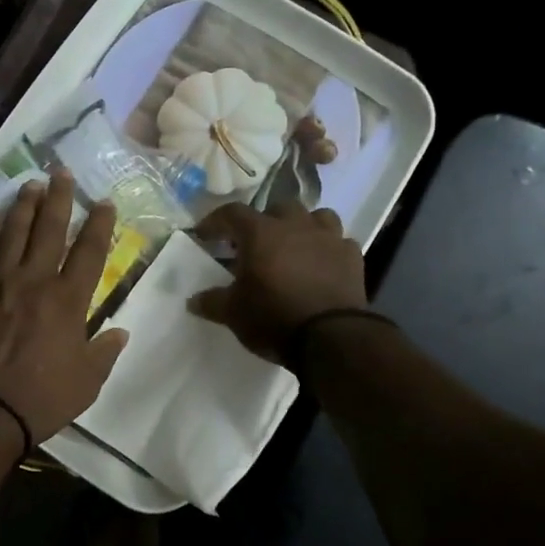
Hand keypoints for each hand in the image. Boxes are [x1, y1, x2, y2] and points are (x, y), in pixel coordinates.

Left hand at [0, 173, 129, 442]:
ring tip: (31, 185)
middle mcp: (33, 280)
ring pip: (12, 232)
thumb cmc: (41, 399)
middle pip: (49, 229)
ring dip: (24, 205)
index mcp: (68, 301)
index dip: (99, 224)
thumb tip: (120, 332)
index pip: (90, 251)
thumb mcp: (87, 382)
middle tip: (62, 172)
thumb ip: (105, 352)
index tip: (104, 203)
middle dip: (59, 198)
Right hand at [189, 202, 366, 363]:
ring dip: (302, 226)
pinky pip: (339, 242)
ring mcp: (328, 238)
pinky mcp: (352, 256)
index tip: (204, 234)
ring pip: (316, 216)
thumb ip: (212, 301)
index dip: (216, 221)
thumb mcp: (233, 313)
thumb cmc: (273, 318)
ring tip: (294, 246)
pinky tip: (322, 264)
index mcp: (260, 233)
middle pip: (277, 207)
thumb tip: (192, 300)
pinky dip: (328, 249)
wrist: (332, 338)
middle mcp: (295, 225)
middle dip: (264, 221)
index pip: (232, 213)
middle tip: (254, 243)